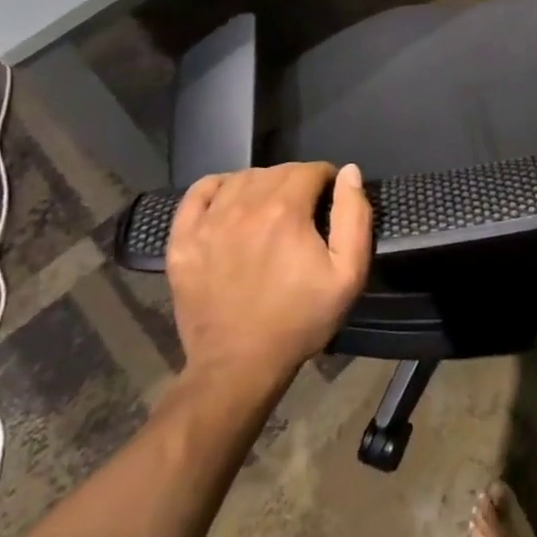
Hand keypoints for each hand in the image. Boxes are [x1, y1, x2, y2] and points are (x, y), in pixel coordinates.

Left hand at [164, 162, 371, 388]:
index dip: (328, 181)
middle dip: (298, 182)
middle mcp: (244, 206)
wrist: (239, 365)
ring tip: (271, 210)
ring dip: (262, 184)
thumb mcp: (348, 274)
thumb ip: (354, 216)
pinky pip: (198, 193)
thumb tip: (349, 172)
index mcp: (286, 211)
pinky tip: (230, 201)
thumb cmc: (300, 319)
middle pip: (277, 171)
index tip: (331, 202)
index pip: (311, 170)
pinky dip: (218, 187)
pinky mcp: (183, 240)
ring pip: (241, 178)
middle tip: (306, 211)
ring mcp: (208, 222)